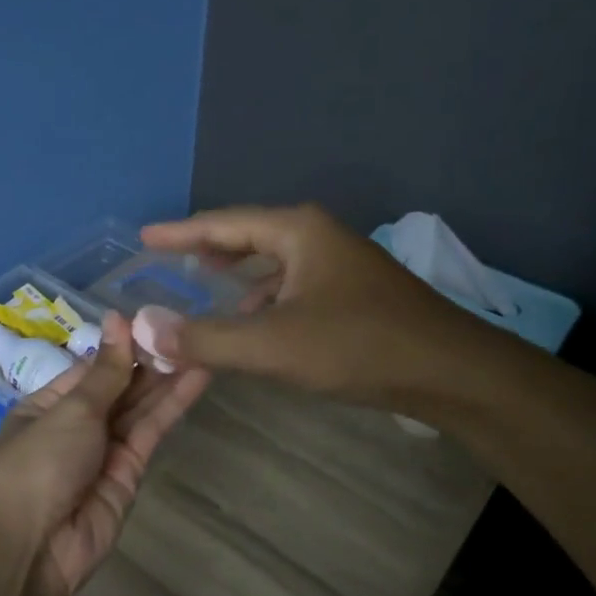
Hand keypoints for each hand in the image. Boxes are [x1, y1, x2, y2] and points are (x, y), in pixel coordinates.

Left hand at [0, 312, 209, 595]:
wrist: (34, 547)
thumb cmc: (39, 464)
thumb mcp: (71, 410)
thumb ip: (105, 371)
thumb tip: (117, 319)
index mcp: (48, 404)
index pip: (92, 368)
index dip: (122, 345)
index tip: (155, 319)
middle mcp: (76, 424)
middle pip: (119, 387)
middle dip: (150, 360)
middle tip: (190, 329)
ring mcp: (104, 450)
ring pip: (140, 408)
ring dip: (168, 379)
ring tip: (203, 344)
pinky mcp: (130, 472)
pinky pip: (151, 432)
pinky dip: (173, 406)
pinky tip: (197, 377)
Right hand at [140, 204, 486, 409]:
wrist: (451, 371)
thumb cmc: (359, 347)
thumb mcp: (274, 346)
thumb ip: (206, 338)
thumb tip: (145, 328)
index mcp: (297, 231)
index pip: (223, 224)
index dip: (180, 232)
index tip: (144, 236)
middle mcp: (317, 236)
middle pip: (248, 235)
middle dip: (207, 249)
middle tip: (169, 259)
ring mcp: (339, 263)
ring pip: (272, 262)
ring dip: (236, 276)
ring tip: (203, 287)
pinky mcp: (352, 292)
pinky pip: (292, 284)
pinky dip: (263, 298)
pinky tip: (253, 322)